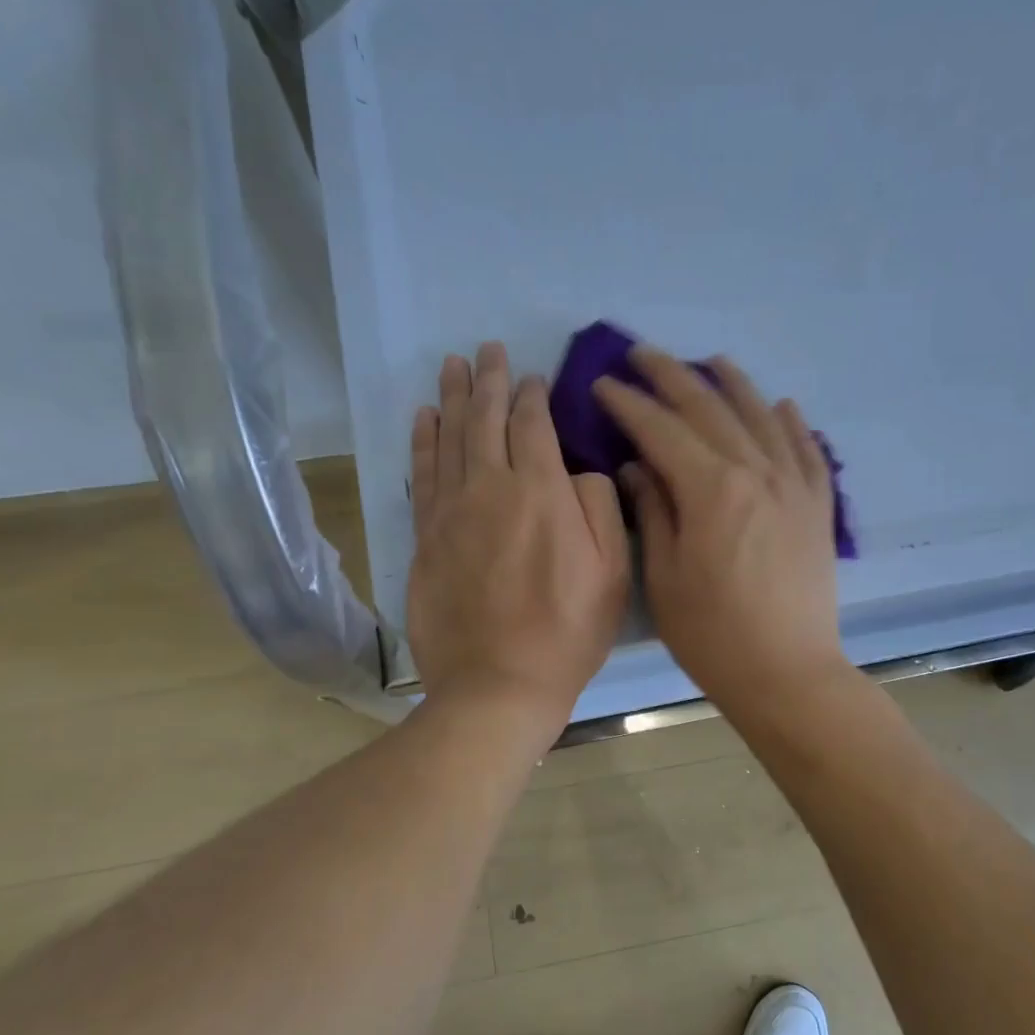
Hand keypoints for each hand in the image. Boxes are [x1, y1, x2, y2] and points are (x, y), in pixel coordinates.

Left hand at [408, 343, 629, 728]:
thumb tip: (579, 471)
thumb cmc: (567, 633)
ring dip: (453, 398)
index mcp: (540, 492)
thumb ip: (600, 507)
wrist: (497, 685)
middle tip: (487, 349)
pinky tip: (424, 419)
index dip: (534, 396)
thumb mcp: (612, 573)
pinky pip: (422, 475)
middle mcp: (490, 488)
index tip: (534, 378)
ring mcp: (450, 512)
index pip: (533, 425)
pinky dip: (423, 441)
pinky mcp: (425, 538)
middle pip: (486, 420)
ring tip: (452, 366)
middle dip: (489, 380)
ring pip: (449, 439)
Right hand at [594, 347, 847, 715]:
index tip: (603, 384)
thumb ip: (654, 511)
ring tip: (711, 361)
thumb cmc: (712, 635)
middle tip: (641, 355)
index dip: (629, 404)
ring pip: (762, 416)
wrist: (787, 673)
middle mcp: (756, 471)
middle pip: (710, 408)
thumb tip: (638, 465)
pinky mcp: (818, 507)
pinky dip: (791, 422)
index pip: (662, 429)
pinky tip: (781, 405)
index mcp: (711, 489)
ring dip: (733, 384)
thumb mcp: (664, 577)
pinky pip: (808, 450)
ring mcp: (794, 486)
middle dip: (671, 376)